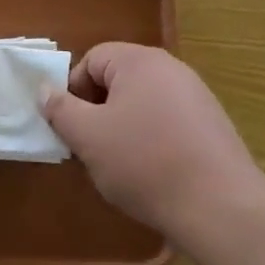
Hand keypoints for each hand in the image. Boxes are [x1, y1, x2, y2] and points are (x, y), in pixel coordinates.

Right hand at [42, 43, 264, 241]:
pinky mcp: (212, 124)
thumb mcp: (88, 137)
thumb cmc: (144, 162)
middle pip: (119, 80)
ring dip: (124, 127)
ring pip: (143, 103)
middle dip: (98, 111)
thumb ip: (61, 110)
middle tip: (91, 148)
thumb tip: (45, 90)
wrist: (218, 204)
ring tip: (121, 165)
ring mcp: (197, 95)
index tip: (71, 127)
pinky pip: (169, 121)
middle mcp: (171, 68)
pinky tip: (154, 173)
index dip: (73, 91)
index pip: (92, 59)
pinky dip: (153, 140)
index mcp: (139, 61)